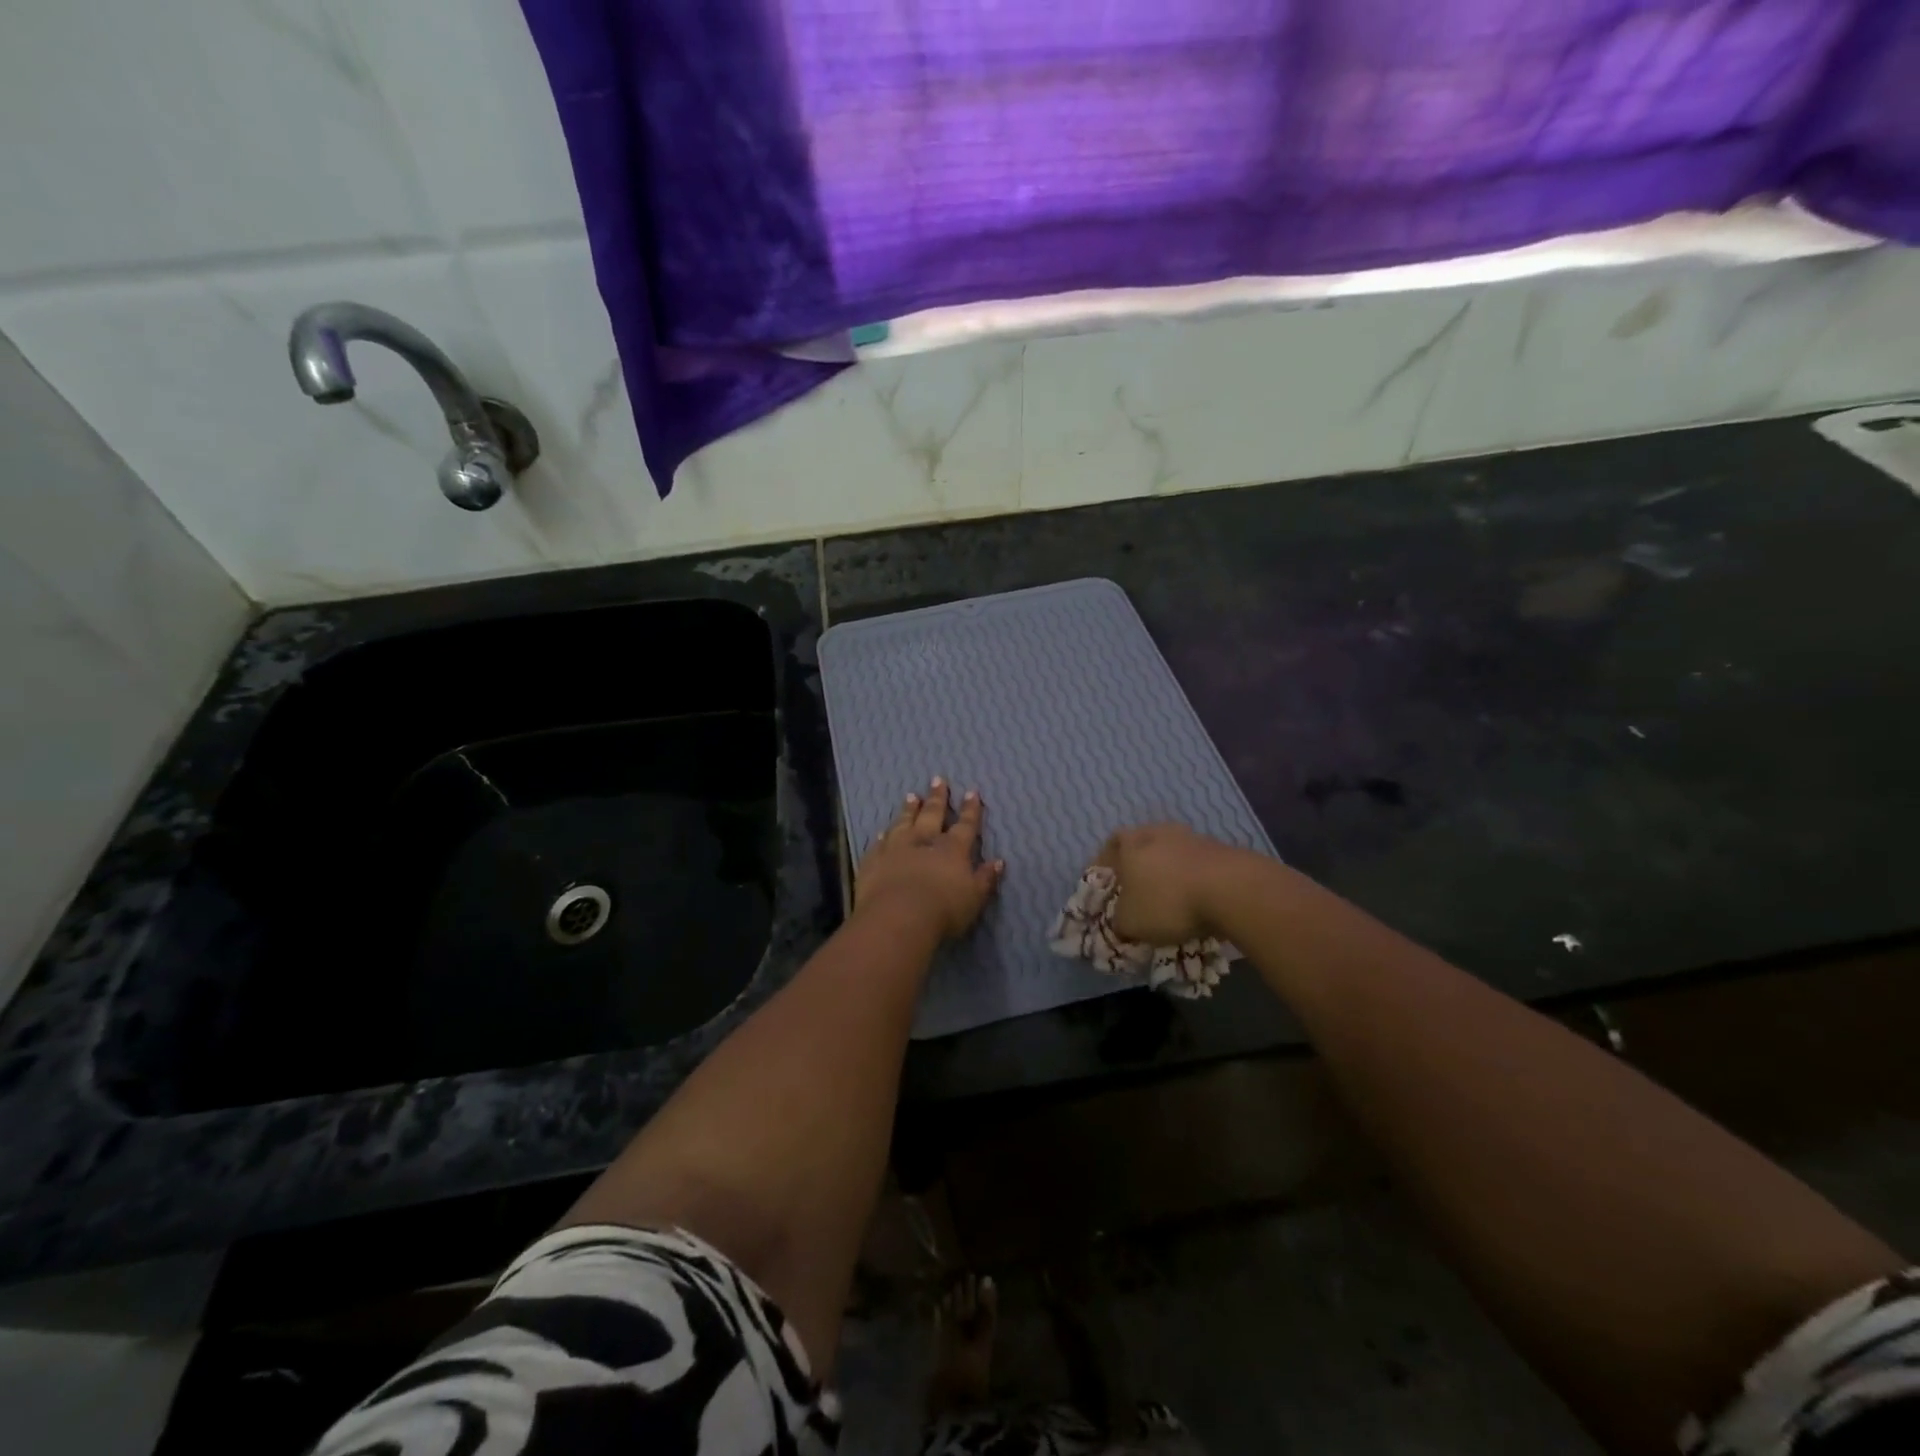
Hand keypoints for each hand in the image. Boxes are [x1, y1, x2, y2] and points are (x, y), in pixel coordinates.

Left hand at [856, 779, 1004, 939]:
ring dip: (908, 810)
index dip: (970, 809)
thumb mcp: (974, 898)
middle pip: (932, 814)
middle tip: (938, 780)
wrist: (897, 918)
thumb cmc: (943, 910)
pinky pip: (878, 844)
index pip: (965, 825)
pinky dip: (882, 837)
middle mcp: (924, 842)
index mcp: (952, 850)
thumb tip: (998, 861)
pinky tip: (882, 832)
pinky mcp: (873, 861)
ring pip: (903, 823)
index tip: (971, 792)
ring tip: (911, 796)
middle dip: (937, 798)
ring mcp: (896, 849)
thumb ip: (985, 878)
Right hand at [1095, 824, 1264, 942]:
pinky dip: (1195, 881)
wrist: (1231, 889)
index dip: (1107, 865)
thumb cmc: (1167, 901)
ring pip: (1172, 854)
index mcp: (1131, 843)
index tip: (1108, 885)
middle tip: (1139, 892)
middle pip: (1143, 846)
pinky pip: (1198, 866)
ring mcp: (1192, 838)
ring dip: (1170, 874)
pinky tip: (1199, 903)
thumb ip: (1119, 922)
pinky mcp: (1221, 849)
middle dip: (1140, 868)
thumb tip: (1121, 923)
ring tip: (1173, 901)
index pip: (1111, 845)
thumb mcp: (1130, 923)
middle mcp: (1158, 832)